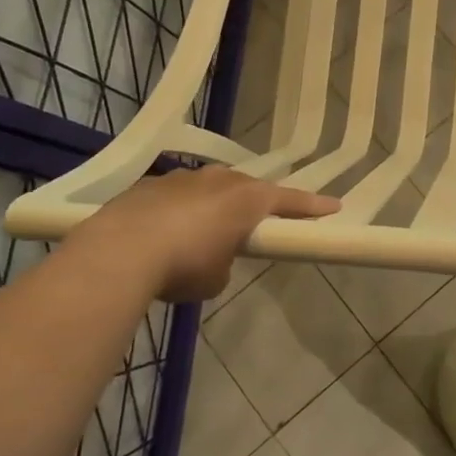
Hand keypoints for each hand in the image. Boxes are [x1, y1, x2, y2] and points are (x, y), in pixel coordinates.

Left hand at [61, 166, 338, 302]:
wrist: (120, 251)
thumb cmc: (184, 265)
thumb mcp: (216, 278)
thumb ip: (226, 262)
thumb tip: (214, 257)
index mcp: (247, 199)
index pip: (290, 201)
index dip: (313, 207)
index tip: (335, 206)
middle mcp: (219, 179)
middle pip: (247, 188)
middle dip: (253, 204)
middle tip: (254, 224)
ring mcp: (182, 177)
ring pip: (208, 188)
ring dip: (211, 206)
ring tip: (201, 232)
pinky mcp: (149, 185)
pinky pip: (175, 196)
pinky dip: (177, 212)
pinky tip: (162, 234)